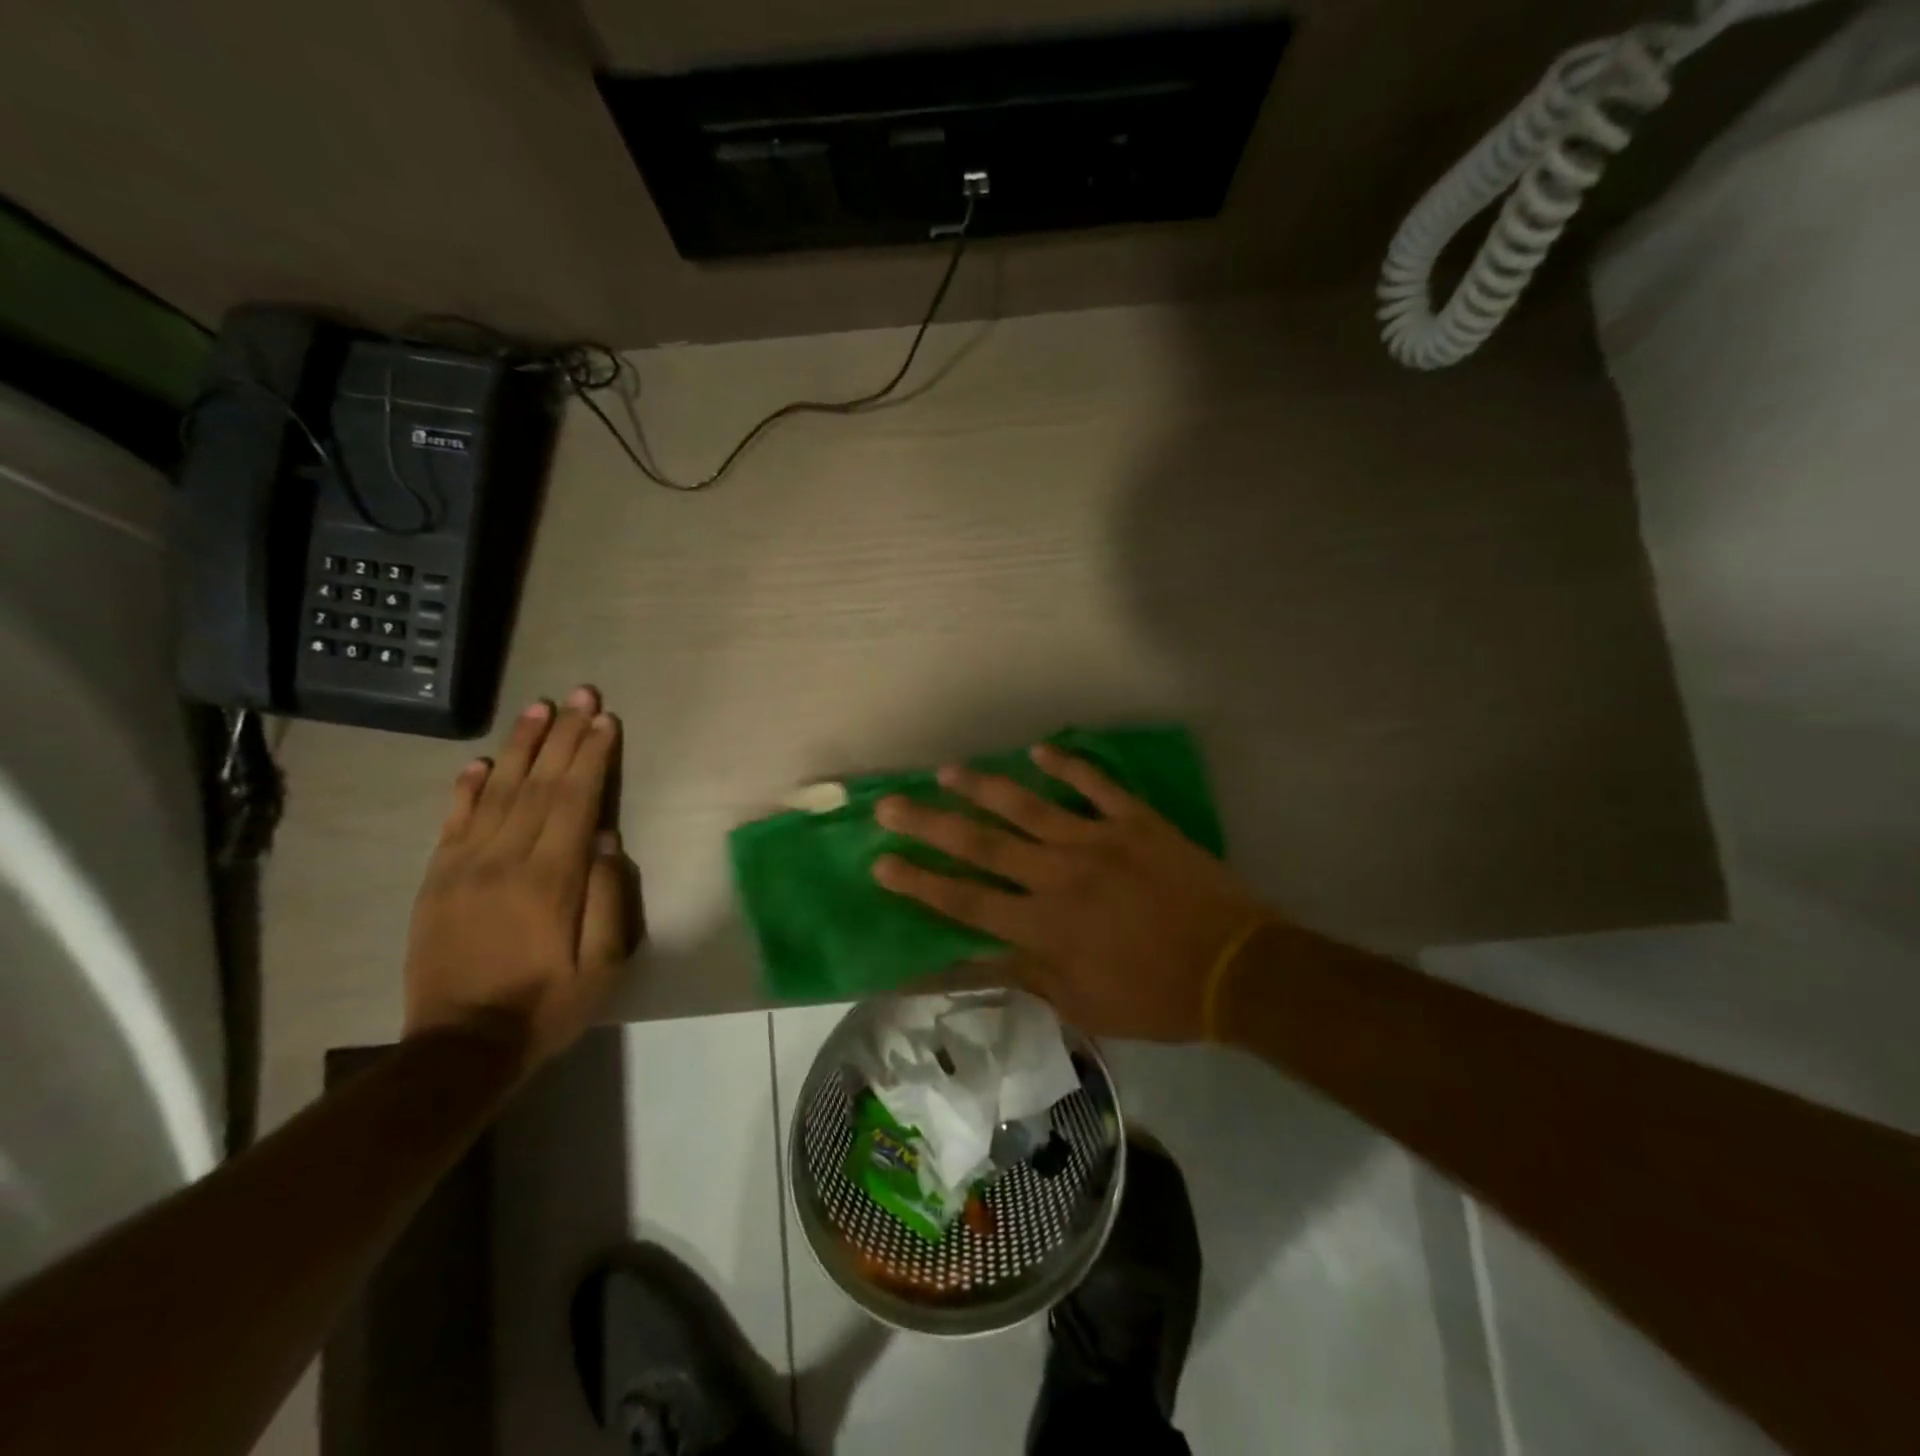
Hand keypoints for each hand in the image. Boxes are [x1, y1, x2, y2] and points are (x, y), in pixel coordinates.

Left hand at [403, 685, 634, 1070]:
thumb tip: (607, 840)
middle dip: (564, 735)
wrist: (460, 1048)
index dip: (593, 757)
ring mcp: (464, 867)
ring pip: (498, 791)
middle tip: (581, 694)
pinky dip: (467, 787)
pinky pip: (453, 822)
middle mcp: (505, 860)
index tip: (606, 721)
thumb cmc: (547, 1005)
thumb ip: (608, 898)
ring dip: (521, 746)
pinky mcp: (436, 880)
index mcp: (551, 879)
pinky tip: (480, 761)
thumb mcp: (603, 965)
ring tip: (539, 708)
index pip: (576, 801)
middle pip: (540, 784)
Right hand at [871, 745, 1272, 1041]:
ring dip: (984, 787)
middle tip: (890, 805)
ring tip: (947, 771)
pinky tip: (1040, 750)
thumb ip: (1021, 978)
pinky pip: (1096, 785)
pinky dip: (1068, 765)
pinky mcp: (1135, 822)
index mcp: (1045, 926)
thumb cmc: (1155, 996)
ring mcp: (1098, 841)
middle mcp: (1059, 876)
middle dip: (931, 825)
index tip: (882, 864)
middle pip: (983, 846)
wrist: (1235, 969)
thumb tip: (965, 968)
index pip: (966, 901)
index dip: (920, 883)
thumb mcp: (1080, 1005)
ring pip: (1029, 806)